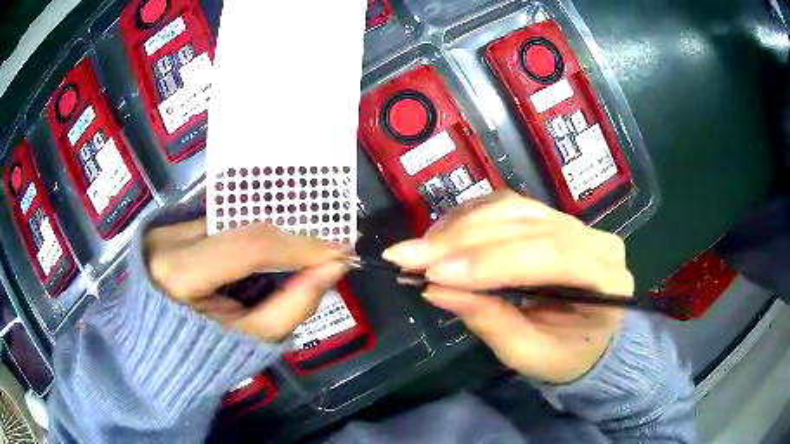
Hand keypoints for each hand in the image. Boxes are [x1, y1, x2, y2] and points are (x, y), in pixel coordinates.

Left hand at [144, 219, 346, 341]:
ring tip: (295, 261)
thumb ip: (293, 305)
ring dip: (267, 240)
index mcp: (178, 273)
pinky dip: (244, 240)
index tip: (340, 252)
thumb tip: (333, 270)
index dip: (300, 245)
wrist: (154, 353)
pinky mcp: (166, 226)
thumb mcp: (250, 339)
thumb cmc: (200, 356)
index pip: (249, 245)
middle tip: (327, 253)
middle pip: (242, 227)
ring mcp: (163, 228)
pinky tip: (258, 260)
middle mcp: (166, 239)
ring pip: (231, 223)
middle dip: (289, 240)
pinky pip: (217, 226)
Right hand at [383, 190, 632, 383]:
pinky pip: (508, 207)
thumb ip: (491, 321)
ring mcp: (574, 223)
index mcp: (605, 276)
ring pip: (513, 209)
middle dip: (462, 242)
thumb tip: (436, 290)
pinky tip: (443, 235)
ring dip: (461, 226)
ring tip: (421, 249)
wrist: (588, 342)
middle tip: (407, 256)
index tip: (433, 274)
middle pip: (526, 226)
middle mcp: (594, 238)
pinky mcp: (551, 219)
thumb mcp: (530, 354)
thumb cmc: (566, 356)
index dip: (489, 261)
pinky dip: (471, 218)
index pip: (549, 255)